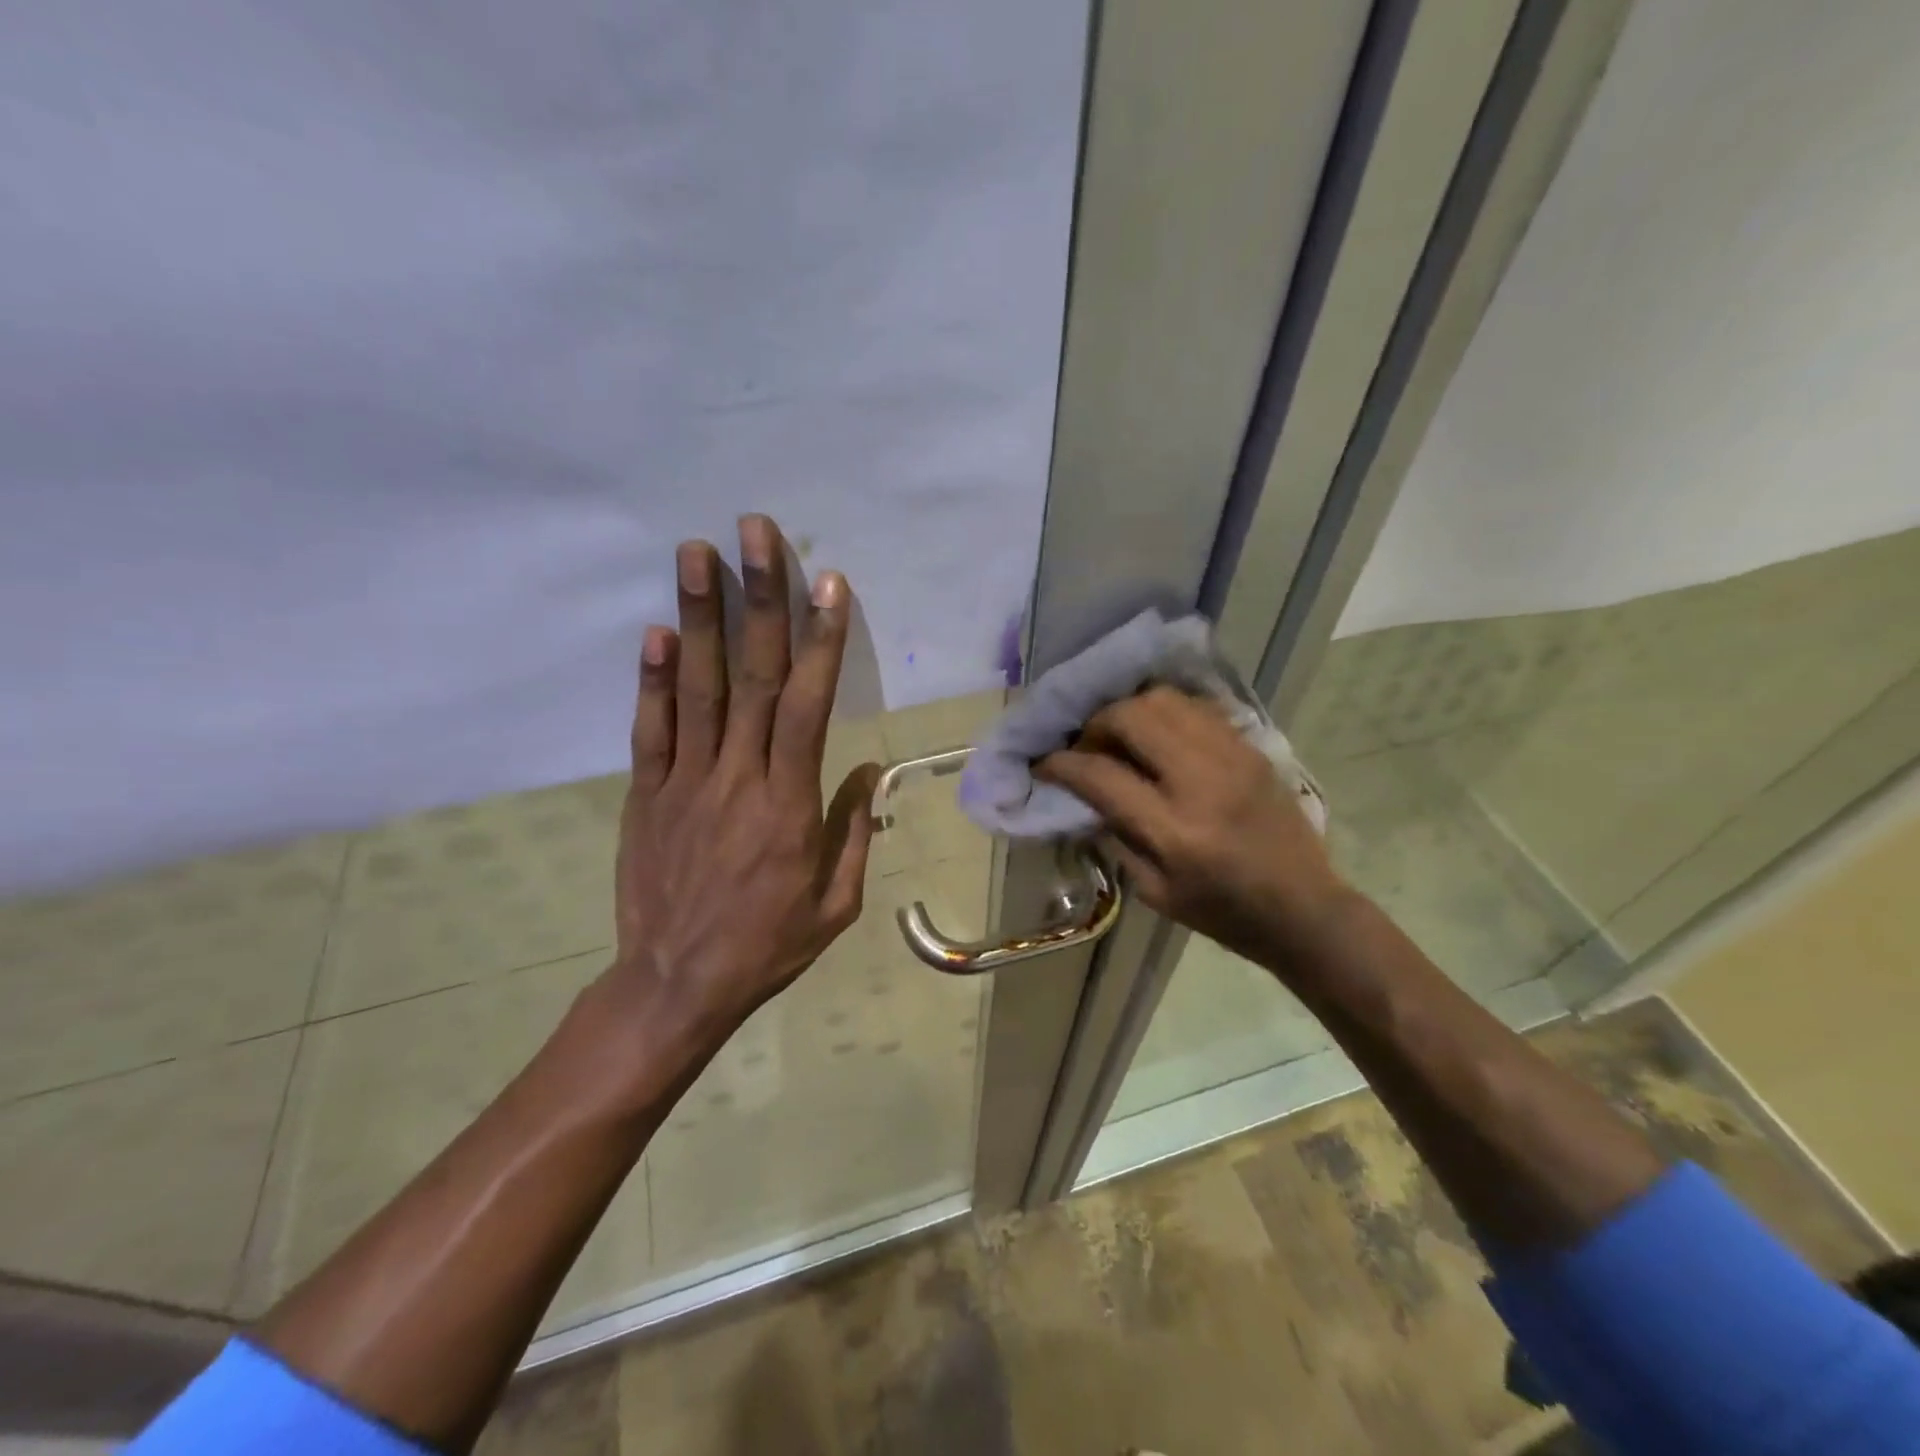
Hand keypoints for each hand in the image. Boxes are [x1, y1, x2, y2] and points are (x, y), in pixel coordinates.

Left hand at [593, 515, 879, 1085]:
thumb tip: (869, 771)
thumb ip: (853, 830)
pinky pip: (649, 729)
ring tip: (695, 552)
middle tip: (755, 531)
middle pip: (750, 676)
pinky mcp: (645, 795)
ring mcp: (684, 782)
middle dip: (758, 599)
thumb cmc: (767, 946)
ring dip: (698, 617)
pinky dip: (651, 679)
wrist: (675, 986)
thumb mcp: (835, 903)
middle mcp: (736, 777)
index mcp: (789, 803)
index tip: (828, 584)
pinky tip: (655, 631)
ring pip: (695, 688)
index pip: (807, 705)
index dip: (821, 641)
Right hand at [1036, 687, 1348, 968]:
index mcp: (1174, 831)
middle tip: (1087, 746)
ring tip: (1121, 736)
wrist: (1304, 908)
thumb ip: (1115, 838)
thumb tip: (1081, 797)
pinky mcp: (1250, 747)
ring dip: (1129, 711)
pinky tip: (1158, 736)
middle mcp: (1201, 781)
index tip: (1043, 764)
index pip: (1101, 775)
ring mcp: (1231, 756)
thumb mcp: (1156, 892)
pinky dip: (1165, 712)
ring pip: (1163, 700)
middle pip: (1131, 717)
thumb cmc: (1223, 913)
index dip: (1061, 764)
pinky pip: (1196, 707)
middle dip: (1094, 724)